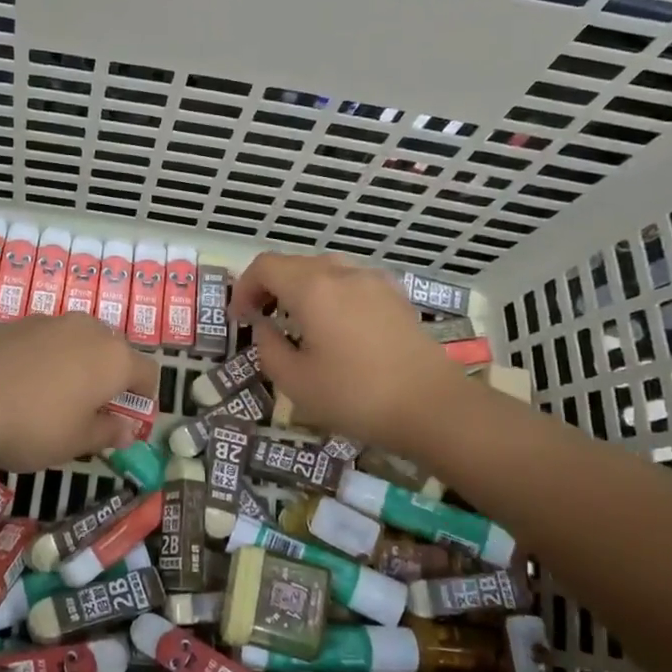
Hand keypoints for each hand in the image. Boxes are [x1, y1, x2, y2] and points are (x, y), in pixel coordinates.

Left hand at [0, 315, 158, 472]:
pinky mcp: (16, 322)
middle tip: (93, 408)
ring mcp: (50, 321)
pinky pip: (46, 339)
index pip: (148, 372)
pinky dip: (47, 357)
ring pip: (78, 341)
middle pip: (114, 350)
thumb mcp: (75, 442)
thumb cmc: (33, 425)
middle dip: (111, 376)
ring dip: (78, 363)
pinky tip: (24, 383)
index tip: (129, 419)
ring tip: (56, 395)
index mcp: (114, 358)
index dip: (144, 397)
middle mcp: (88, 330)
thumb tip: (127, 430)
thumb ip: (107, 433)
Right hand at [232, 253, 467, 455]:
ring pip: (324, 270)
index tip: (240, 318)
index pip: (265, 267)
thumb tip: (265, 329)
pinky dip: (330, 294)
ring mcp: (374, 281)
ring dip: (300, 289)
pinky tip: (334, 327)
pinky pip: (350, 282)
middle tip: (261, 320)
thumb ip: (268, 348)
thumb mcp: (295, 381)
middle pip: (294, 264)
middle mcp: (343, 272)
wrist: (432, 406)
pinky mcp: (395, 296)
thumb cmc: (355, 395)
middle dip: (270, 287)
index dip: (244, 287)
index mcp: (313, 288)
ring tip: (296, 322)